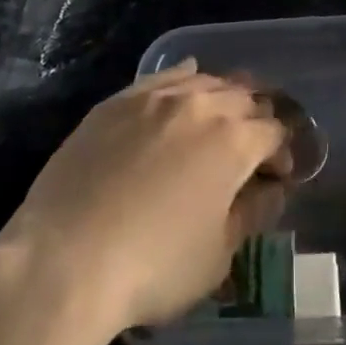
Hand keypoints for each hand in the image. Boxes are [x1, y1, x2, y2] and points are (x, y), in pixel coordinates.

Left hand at [0, 61, 290, 336]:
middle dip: (257, 119)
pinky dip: (184, 79)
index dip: (281, 153)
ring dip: (223, 96)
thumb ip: (251, 214)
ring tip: (221, 117)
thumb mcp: (217, 256)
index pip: (274, 131)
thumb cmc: (152, 268)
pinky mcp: (119, 101)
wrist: (64, 260)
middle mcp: (202, 105)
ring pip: (206, 81)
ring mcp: (157, 97)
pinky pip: (163, 77)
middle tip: (252, 146)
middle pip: (244, 97)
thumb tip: (270, 190)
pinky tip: (188, 80)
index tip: (277, 177)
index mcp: (235, 141)